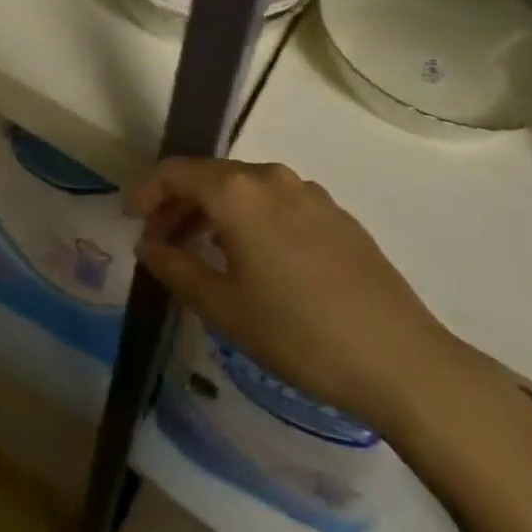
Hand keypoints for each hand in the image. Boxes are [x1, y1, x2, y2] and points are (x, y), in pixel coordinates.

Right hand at [127, 157, 478, 431]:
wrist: (401, 359)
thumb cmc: (299, 333)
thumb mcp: (224, 308)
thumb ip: (176, 268)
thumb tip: (148, 244)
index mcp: (236, 191)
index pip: (176, 172)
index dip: (147, 191)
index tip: (130, 216)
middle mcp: (270, 176)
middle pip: (209, 177)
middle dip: (179, 204)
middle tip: (161, 240)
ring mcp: (308, 191)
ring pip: (244, 188)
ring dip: (215, 211)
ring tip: (204, 251)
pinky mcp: (335, 213)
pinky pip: (277, 202)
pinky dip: (251, 218)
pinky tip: (257, 258)